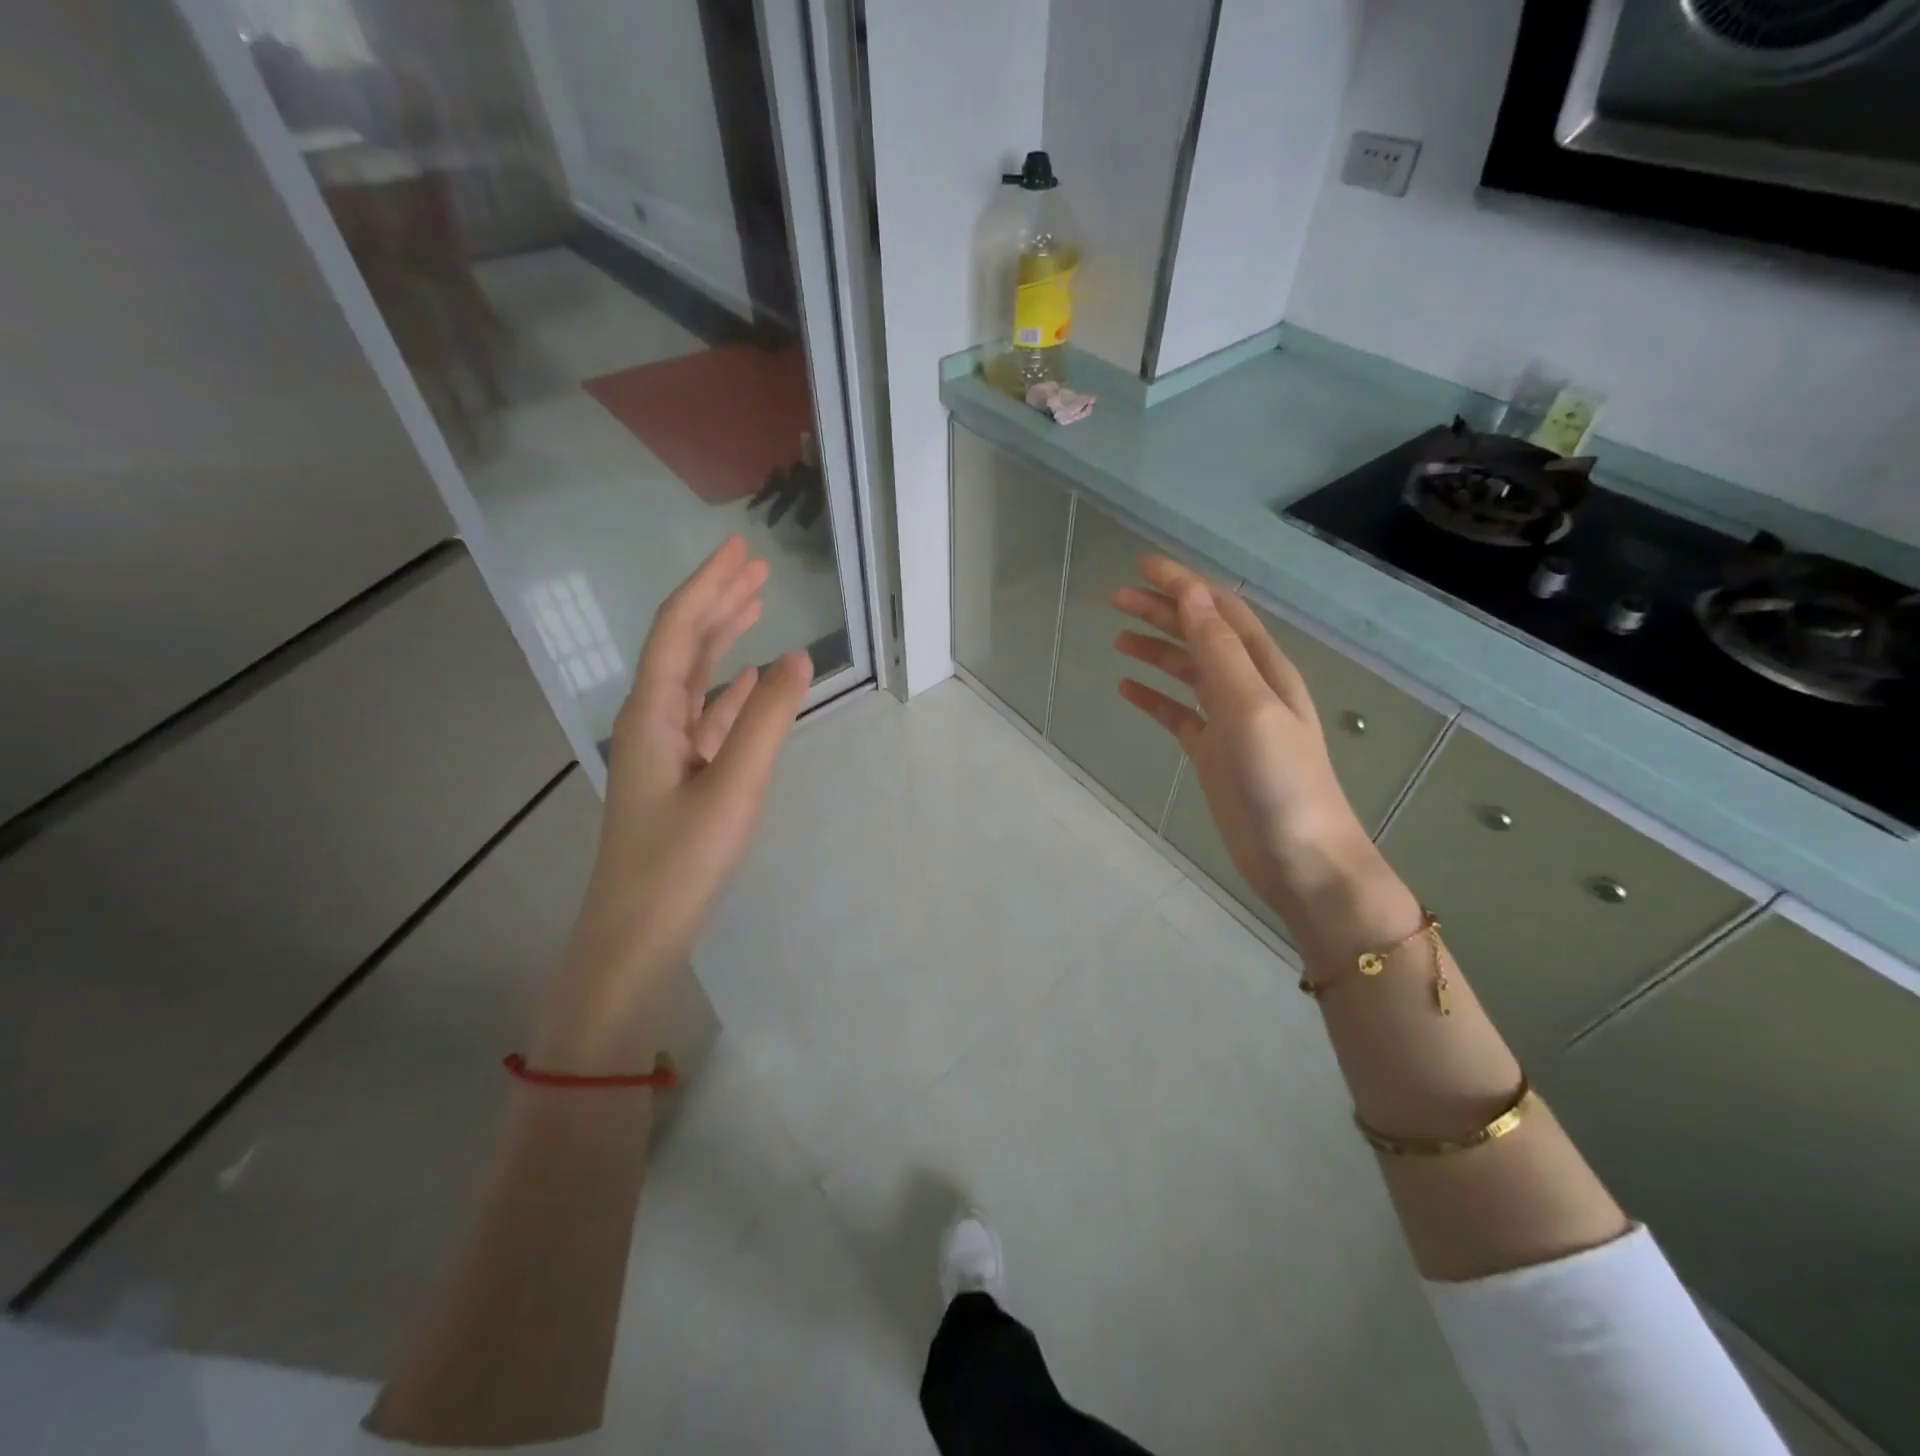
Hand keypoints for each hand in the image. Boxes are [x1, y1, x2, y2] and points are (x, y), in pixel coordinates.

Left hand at [530, 537, 810, 1072]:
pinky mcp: (681, 776)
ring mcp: (666, 750)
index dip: (708, 584)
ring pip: (695, 678)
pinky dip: (729, 690)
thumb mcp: (734, 786)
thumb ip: (767, 720)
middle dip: (717, 601)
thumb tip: (800, 657)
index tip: (740, 548)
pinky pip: (706, 716)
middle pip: (683, 645)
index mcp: (653, 713)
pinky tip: (746, 680)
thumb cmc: (681, 861)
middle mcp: (652, 720)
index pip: (678, 629)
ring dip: (723, 639)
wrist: (636, 934)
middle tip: (755, 567)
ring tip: (755, 606)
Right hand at [1111, 556, 1386, 924]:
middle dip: (1162, 611)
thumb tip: (1192, 596)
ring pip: (1186, 671)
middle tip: (1116, 597)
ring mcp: (1229, 721)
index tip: (1142, 565)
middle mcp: (1247, 686)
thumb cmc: (1281, 781)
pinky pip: (1177, 713)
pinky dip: (1153, 697)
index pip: (1220, 611)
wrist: (1300, 859)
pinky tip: (1127, 690)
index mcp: (1264, 668)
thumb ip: (1220, 652)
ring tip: (1117, 636)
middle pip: (1199, 635)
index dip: (1184, 584)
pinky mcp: (1212, 752)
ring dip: (1155, 649)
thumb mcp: (1250, 709)